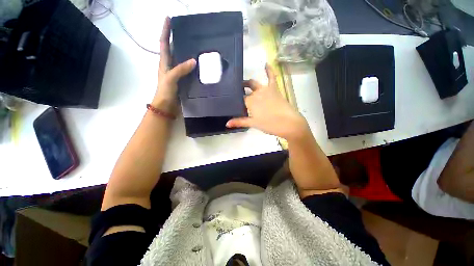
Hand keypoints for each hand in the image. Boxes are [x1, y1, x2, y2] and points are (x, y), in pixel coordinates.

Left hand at [153, 17, 195, 112]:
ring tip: (196, 46)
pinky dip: (192, 66)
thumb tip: (194, 60)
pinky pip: (187, 70)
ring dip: (186, 53)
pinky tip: (199, 65)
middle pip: (173, 49)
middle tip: (188, 32)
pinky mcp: (182, 81)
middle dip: (177, 39)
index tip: (168, 18)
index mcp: (164, 62)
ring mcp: (177, 74)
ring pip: (181, 60)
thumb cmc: (165, 91)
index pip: (164, 43)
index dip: (166, 31)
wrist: (166, 106)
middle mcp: (170, 66)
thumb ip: (180, 69)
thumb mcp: (170, 78)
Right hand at [226, 65, 308, 140]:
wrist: (288, 123)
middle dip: (239, 91)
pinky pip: (272, 77)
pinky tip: (266, 64)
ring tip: (243, 84)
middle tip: (236, 94)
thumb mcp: (253, 124)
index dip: (235, 100)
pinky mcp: (274, 89)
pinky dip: (269, 70)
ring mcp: (266, 89)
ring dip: (248, 83)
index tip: (231, 101)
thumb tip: (227, 124)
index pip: (239, 99)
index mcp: (250, 102)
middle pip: (245, 90)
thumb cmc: (269, 124)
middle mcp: (256, 93)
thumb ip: (239, 122)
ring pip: (254, 83)